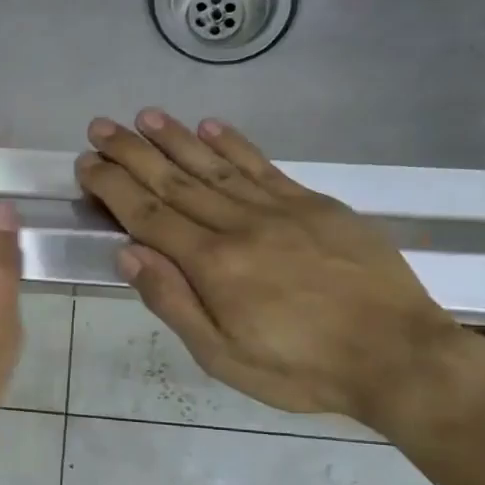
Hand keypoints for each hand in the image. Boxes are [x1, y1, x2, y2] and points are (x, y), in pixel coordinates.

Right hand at [76, 110, 473, 431]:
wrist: (398, 356)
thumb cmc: (300, 369)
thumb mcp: (222, 356)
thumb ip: (173, 302)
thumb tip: (128, 253)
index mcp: (213, 265)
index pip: (148, 215)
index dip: (113, 187)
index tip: (86, 164)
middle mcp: (240, 225)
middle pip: (175, 181)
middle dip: (132, 153)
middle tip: (100, 127)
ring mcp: (281, 209)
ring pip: (214, 165)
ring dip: (175, 138)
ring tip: (144, 116)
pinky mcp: (315, 204)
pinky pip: (264, 166)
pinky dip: (233, 143)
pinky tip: (209, 126)